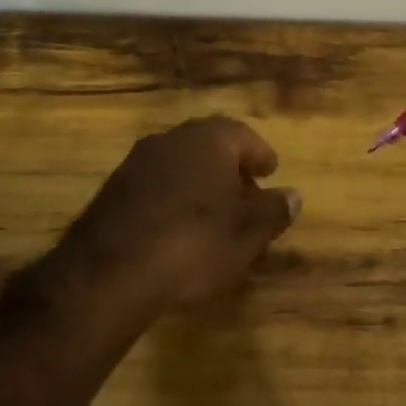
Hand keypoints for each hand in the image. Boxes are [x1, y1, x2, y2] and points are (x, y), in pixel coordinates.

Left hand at [58, 116, 300, 313]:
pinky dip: (172, 199)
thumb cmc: (195, 242)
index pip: (242, 135)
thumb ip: (274, 210)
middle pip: (209, 147)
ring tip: (214, 216)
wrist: (112, 270)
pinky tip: (177, 229)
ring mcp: (136, 162)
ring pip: (179, 165)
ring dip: (199, 184)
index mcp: (208, 139)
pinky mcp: (112, 190)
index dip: (260, 154)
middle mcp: (171, 139)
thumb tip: (293, 196)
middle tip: (246, 195)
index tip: (270, 172)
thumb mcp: (247, 233)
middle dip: (230, 169)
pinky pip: (154, 186)